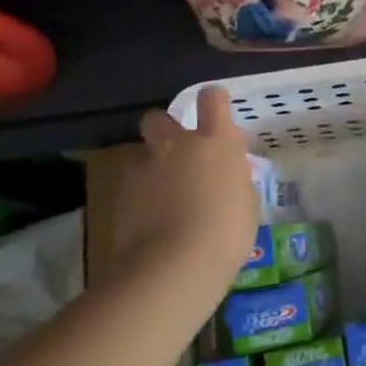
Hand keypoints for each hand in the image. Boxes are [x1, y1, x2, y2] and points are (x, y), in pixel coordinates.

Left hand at [107, 87, 259, 308]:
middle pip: (159, 117)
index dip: (214, 101)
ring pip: (141, 154)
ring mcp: (144, 167)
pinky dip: (138, 196)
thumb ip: (234, 180)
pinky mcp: (119, 194)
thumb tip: (226, 176)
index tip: (216, 110)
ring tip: (161, 195)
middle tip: (177, 153)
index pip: (213, 100)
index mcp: (216, 142)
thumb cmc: (227, 233)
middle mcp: (177, 145)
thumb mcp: (246, 203)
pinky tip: (148, 219)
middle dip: (165, 129)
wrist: (173, 265)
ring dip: (151, 167)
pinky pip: (130, 185)